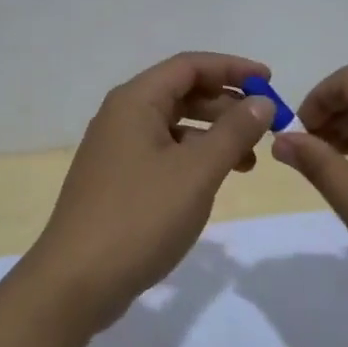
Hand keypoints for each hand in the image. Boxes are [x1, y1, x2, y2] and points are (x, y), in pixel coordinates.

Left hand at [23, 52, 275, 330]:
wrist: (76, 280)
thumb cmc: (140, 217)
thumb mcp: (196, 172)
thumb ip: (233, 132)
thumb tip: (261, 101)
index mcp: (135, 101)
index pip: (190, 66)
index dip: (232, 68)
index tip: (270, 81)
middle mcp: (121, 116)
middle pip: (181, 93)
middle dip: (226, 104)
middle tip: (265, 126)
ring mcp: (116, 149)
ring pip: (173, 126)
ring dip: (213, 135)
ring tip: (249, 161)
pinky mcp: (117, 180)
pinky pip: (163, 153)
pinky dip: (193, 158)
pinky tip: (213, 181)